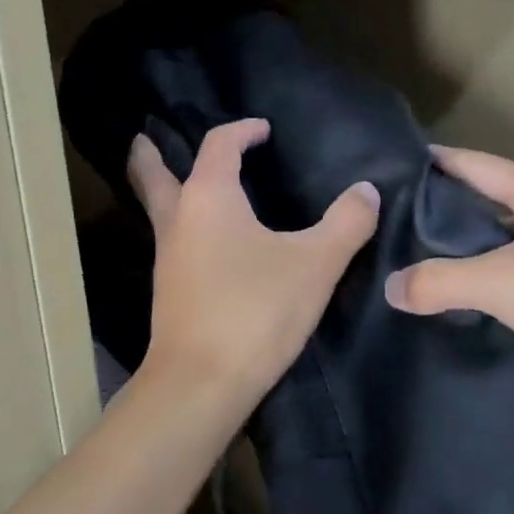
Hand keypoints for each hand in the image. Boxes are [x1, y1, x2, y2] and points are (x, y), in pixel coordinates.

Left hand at [129, 118, 379, 412]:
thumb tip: (366, 191)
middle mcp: (178, 219)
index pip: (218, 145)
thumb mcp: (315, 264)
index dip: (242, 130)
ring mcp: (167, 256)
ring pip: (159, 209)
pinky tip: (207, 241)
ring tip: (184, 183)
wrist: (202, 382)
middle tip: (146, 137)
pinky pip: (172, 240)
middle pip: (152, 174)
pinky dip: (182, 225)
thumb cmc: (256, 309)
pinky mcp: (169, 290)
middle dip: (150, 155)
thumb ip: (346, 223)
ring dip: (166, 190)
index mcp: (209, 197)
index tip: (263, 131)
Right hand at [384, 147, 513, 420]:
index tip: (390, 168)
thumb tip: (391, 288)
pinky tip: (467, 304)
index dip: (432, 162)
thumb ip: (438, 281)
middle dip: (443, 210)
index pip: (471, 163)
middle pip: (487, 200)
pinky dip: (495, 284)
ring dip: (469, 251)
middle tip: (391, 225)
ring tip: (419, 265)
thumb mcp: (498, 281)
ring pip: (506, 242)